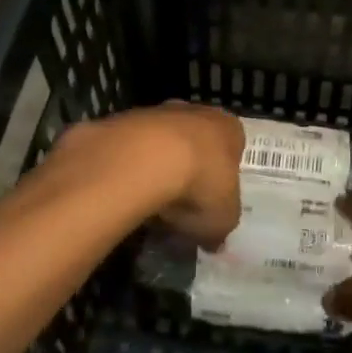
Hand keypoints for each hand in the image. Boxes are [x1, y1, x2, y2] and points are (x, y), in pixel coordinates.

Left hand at [53, 103, 243, 246]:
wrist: (141, 160)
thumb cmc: (198, 185)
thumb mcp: (221, 220)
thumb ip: (219, 228)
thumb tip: (213, 241)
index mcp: (228, 128)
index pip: (232, 145)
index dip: (223, 174)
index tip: (212, 199)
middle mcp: (193, 111)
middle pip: (194, 140)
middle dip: (188, 167)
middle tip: (181, 202)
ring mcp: (153, 112)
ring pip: (159, 142)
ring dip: (155, 167)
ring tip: (149, 202)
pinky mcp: (118, 120)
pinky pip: (128, 149)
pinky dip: (128, 168)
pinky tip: (125, 192)